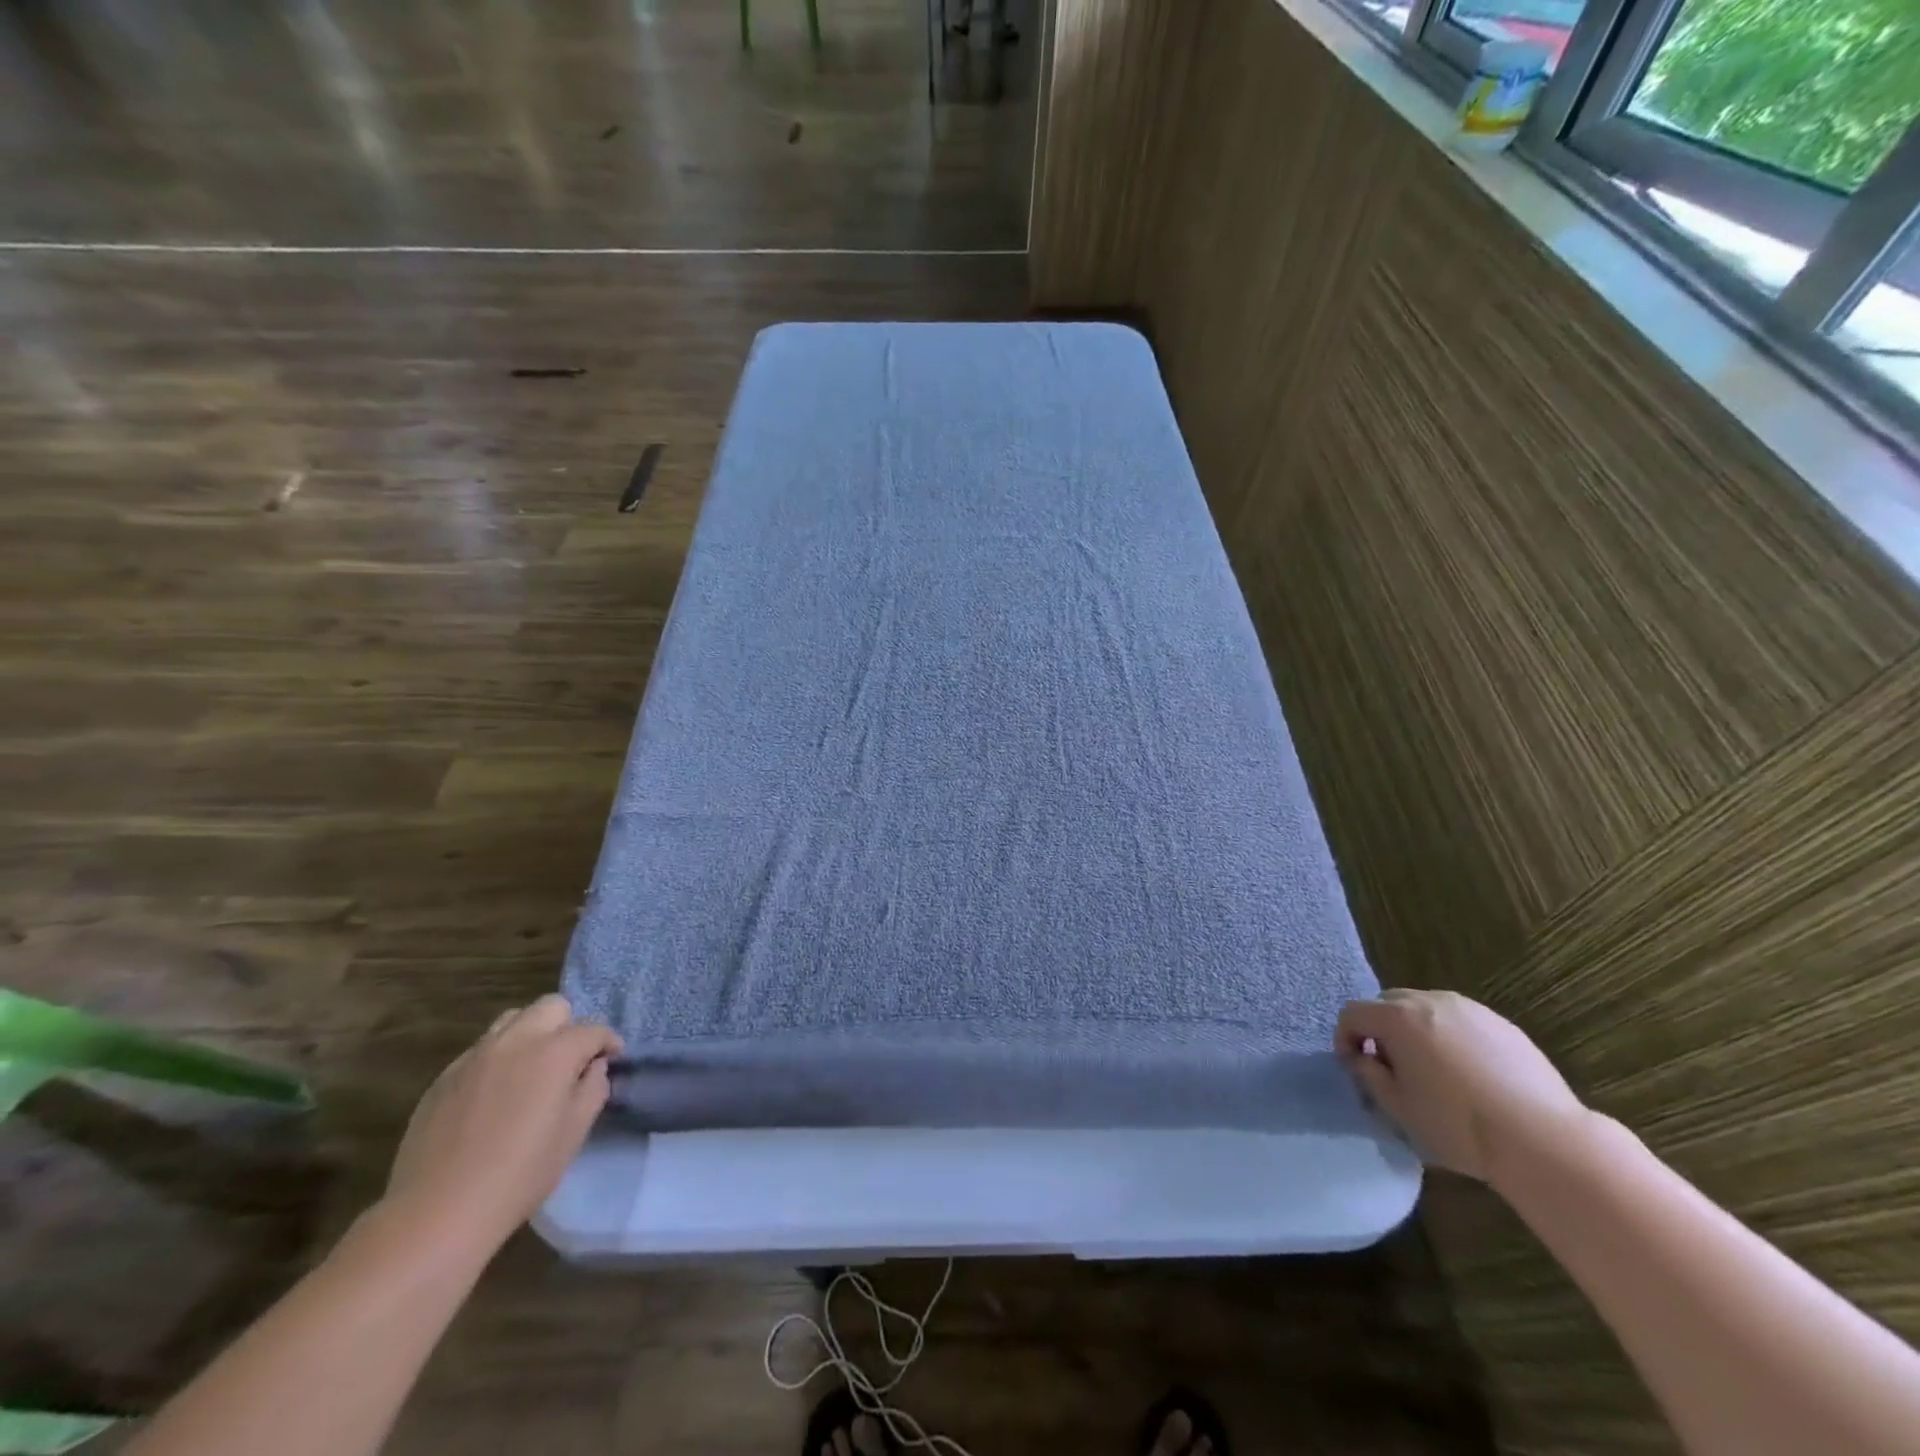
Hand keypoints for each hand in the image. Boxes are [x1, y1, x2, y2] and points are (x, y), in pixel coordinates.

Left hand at [382, 994, 621, 1258]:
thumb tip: (593, 1068)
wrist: (437, 1213)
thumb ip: (593, 1089)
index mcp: (554, 1052)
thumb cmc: (519, 1175)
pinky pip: (481, 1050)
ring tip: (531, 1070)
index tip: (612, 1060)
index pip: (593, 1029)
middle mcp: (516, 1041)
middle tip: (570, 1060)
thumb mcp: (574, 1134)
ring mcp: (475, 1056)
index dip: (608, 1043)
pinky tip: (495, 1095)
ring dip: (531, 1034)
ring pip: (513, 1019)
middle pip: (552, 1006)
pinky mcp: (445, 1076)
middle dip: (569, 1025)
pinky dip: (498, 1059)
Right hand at [1336, 989, 1590, 1186]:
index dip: (1345, 1038)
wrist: (1544, 1140)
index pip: (1352, 1013)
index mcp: (1397, 1018)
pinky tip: (1468, 1073)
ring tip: (1431, 1069)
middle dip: (1380, 1030)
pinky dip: (1449, 1036)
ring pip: (1424, 1008)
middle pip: (1387, 1003)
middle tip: (1391, 1068)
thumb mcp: (1398, 1108)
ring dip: (1414, 1030)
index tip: (1356, 1068)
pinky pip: (1458, 1020)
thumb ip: (1369, 1075)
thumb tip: (1363, 1058)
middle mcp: (1429, 1000)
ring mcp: (1468, 1008)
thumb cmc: (1459, 1125)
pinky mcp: (1501, 1023)